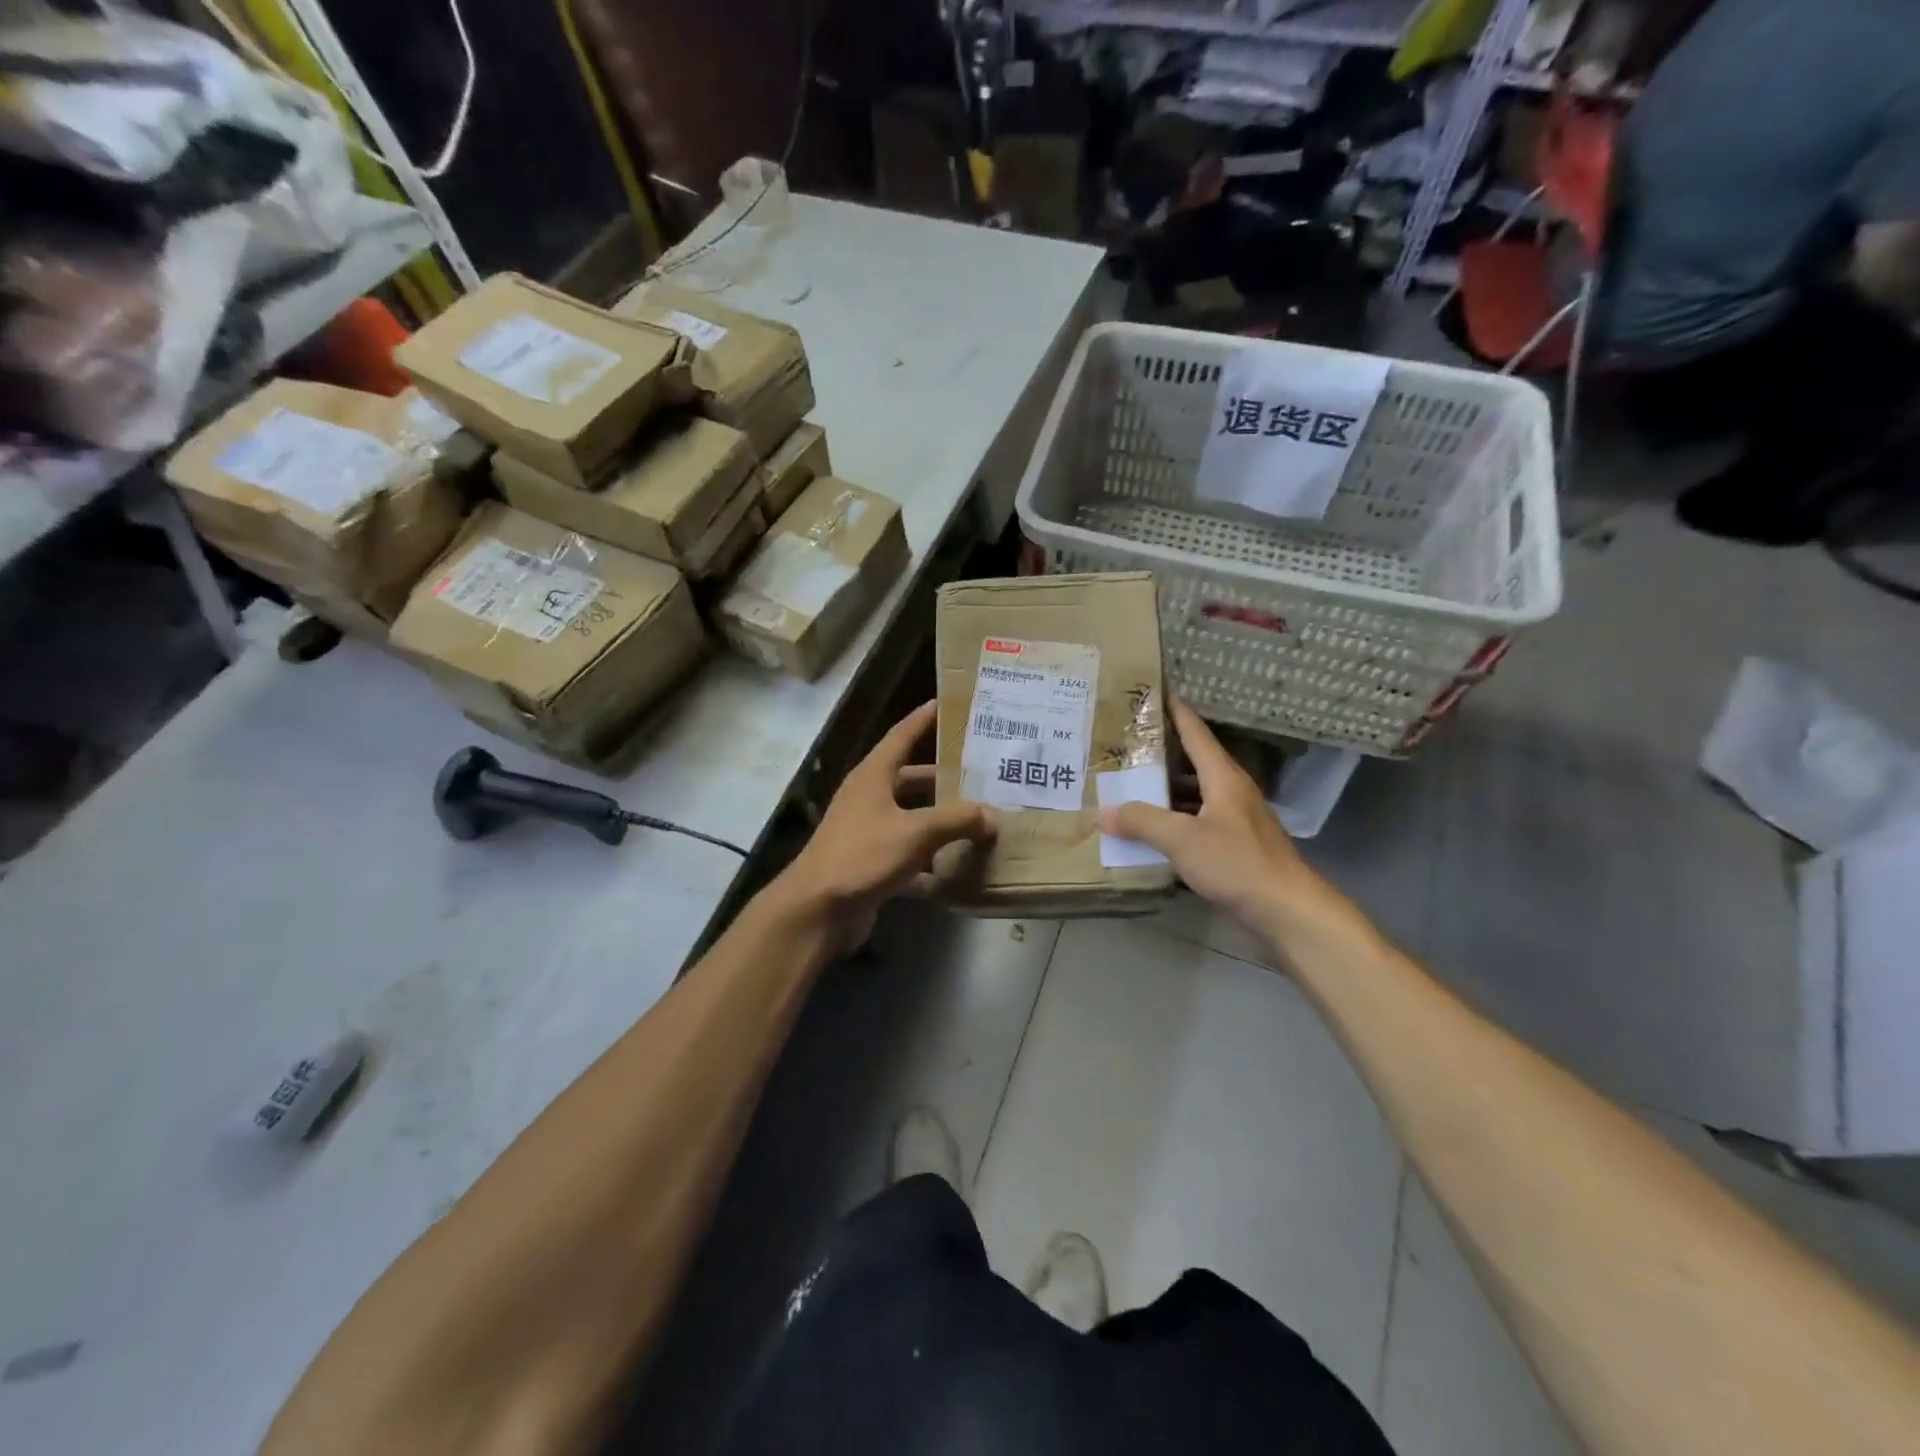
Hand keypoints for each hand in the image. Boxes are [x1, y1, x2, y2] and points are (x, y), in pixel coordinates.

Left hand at [773, 701, 997, 951]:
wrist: (818, 911)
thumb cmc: (863, 855)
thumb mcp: (915, 832)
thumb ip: (957, 820)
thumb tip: (991, 815)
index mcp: (873, 776)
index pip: (902, 735)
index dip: (924, 718)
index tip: (947, 703)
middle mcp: (870, 798)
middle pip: (912, 780)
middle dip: (945, 779)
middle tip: (983, 775)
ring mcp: (869, 833)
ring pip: (913, 820)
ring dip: (942, 823)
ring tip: (981, 821)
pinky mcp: (872, 865)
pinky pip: (910, 857)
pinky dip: (932, 864)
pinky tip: (960, 873)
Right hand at [1099, 698, 1338, 941]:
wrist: (1287, 911)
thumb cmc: (1237, 864)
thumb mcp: (1183, 839)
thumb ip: (1142, 822)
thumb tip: (1104, 812)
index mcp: (1223, 777)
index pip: (1195, 733)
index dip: (1176, 710)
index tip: (1155, 690)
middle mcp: (1230, 792)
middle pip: (1192, 763)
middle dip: (1160, 753)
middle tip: (1124, 744)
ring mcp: (1235, 820)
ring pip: (1193, 795)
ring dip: (1165, 791)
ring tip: (1128, 785)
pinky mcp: (1235, 847)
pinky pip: (1196, 822)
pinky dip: (1173, 821)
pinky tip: (1151, 831)